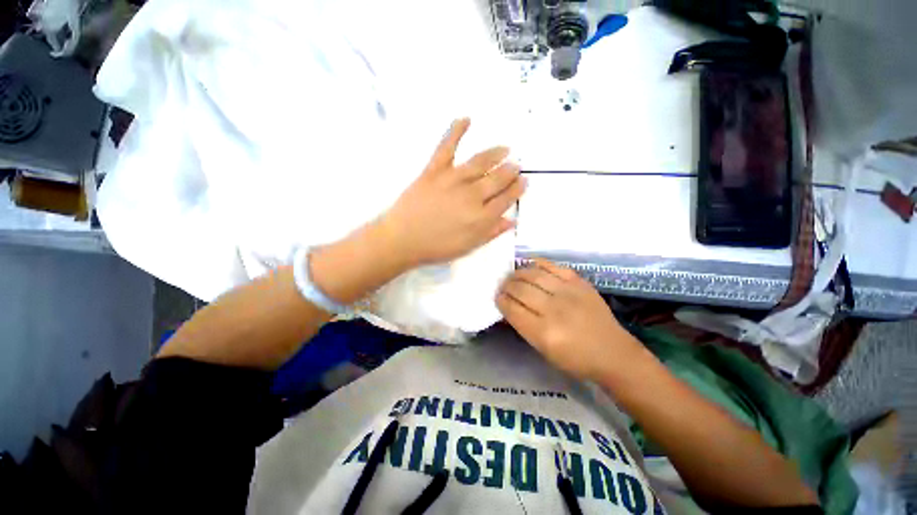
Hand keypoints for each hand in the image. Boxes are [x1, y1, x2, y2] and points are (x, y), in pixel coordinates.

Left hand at [380, 118, 526, 267]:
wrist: (403, 239)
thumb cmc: (436, 247)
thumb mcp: (468, 247)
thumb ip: (490, 233)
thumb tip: (511, 221)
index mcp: (481, 217)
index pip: (506, 199)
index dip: (517, 189)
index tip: (523, 181)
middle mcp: (472, 196)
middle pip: (497, 179)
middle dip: (510, 171)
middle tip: (516, 166)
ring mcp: (453, 180)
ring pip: (480, 162)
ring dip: (495, 153)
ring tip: (505, 149)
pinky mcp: (434, 170)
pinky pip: (447, 147)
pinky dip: (455, 131)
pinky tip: (466, 119)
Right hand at [496, 259, 647, 381]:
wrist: (613, 352)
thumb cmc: (575, 359)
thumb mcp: (543, 350)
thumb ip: (523, 326)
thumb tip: (508, 306)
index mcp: (543, 332)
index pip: (512, 309)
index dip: (501, 300)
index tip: (497, 297)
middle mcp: (554, 309)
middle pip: (520, 289)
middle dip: (506, 286)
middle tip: (503, 286)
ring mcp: (568, 292)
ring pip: (533, 274)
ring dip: (518, 273)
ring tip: (513, 276)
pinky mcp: (579, 282)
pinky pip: (552, 266)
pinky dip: (536, 263)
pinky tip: (528, 265)